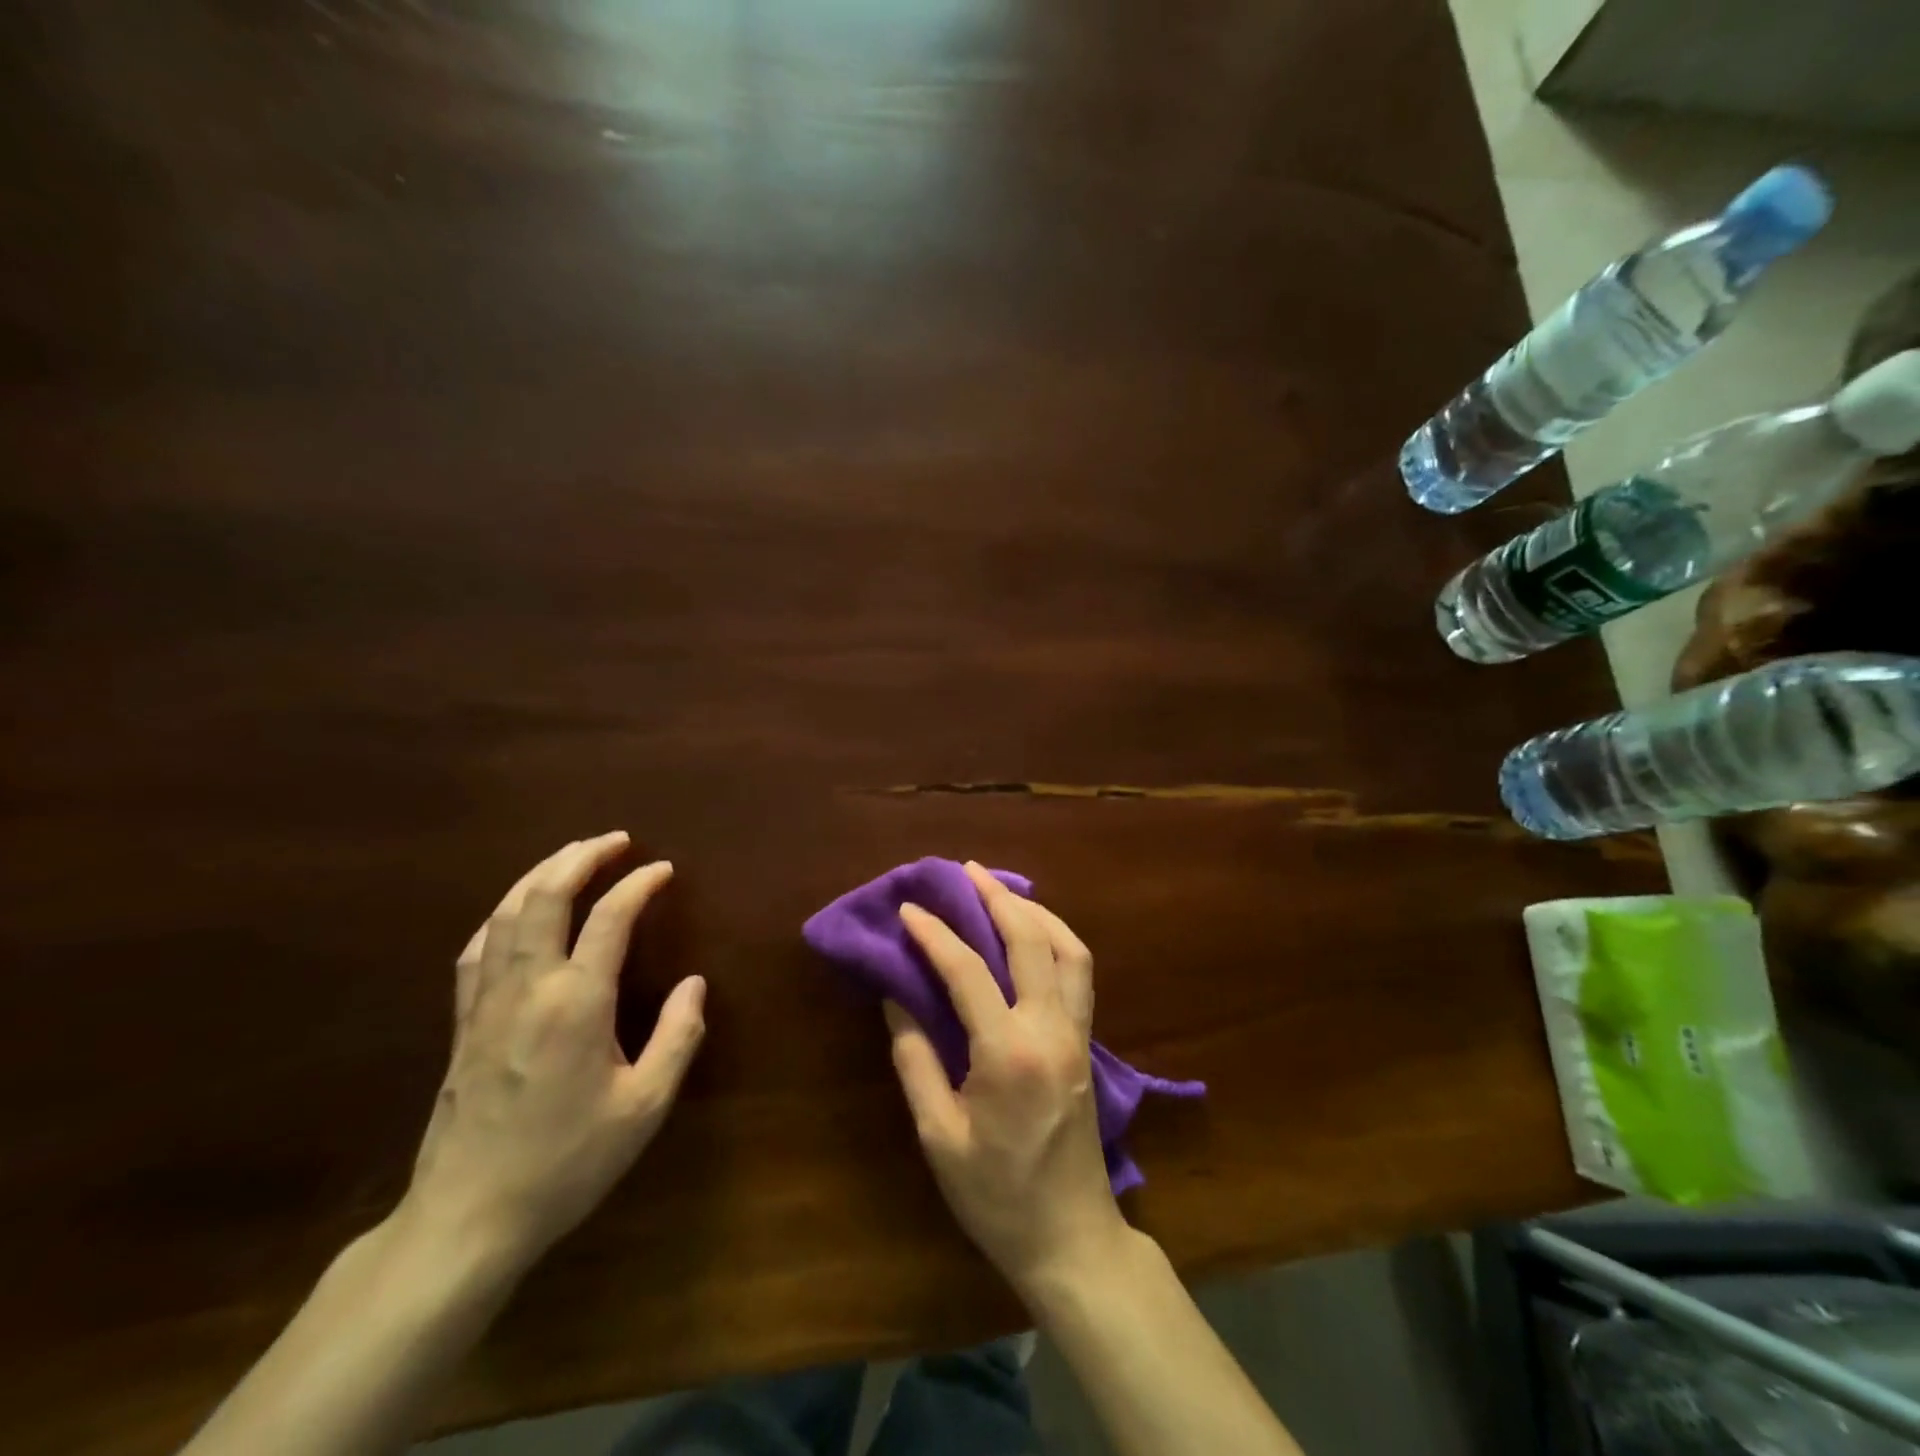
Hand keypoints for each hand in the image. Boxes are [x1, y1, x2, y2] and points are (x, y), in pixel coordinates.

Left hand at [402, 832, 705, 1275]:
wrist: (468, 1218)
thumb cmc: (567, 1162)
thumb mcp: (644, 1107)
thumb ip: (678, 1037)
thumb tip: (695, 985)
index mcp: (576, 1002)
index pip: (610, 918)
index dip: (639, 885)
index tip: (663, 870)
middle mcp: (528, 987)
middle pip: (545, 896)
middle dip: (581, 857)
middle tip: (615, 840)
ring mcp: (486, 1002)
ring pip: (505, 913)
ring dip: (540, 874)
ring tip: (571, 856)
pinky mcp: (463, 1022)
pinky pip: (478, 947)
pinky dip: (502, 914)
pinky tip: (514, 911)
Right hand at [888, 862, 1131, 1298]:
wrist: (1070, 1237)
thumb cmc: (996, 1196)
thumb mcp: (939, 1136)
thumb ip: (916, 1060)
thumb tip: (898, 998)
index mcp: (1009, 1052)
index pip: (969, 971)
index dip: (935, 934)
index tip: (909, 909)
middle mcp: (1051, 1028)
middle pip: (1030, 940)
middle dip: (996, 898)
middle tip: (965, 871)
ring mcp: (1077, 1032)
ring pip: (1069, 948)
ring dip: (1036, 910)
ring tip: (1002, 891)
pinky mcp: (1087, 1041)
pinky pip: (1079, 972)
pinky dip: (1057, 938)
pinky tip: (1034, 933)